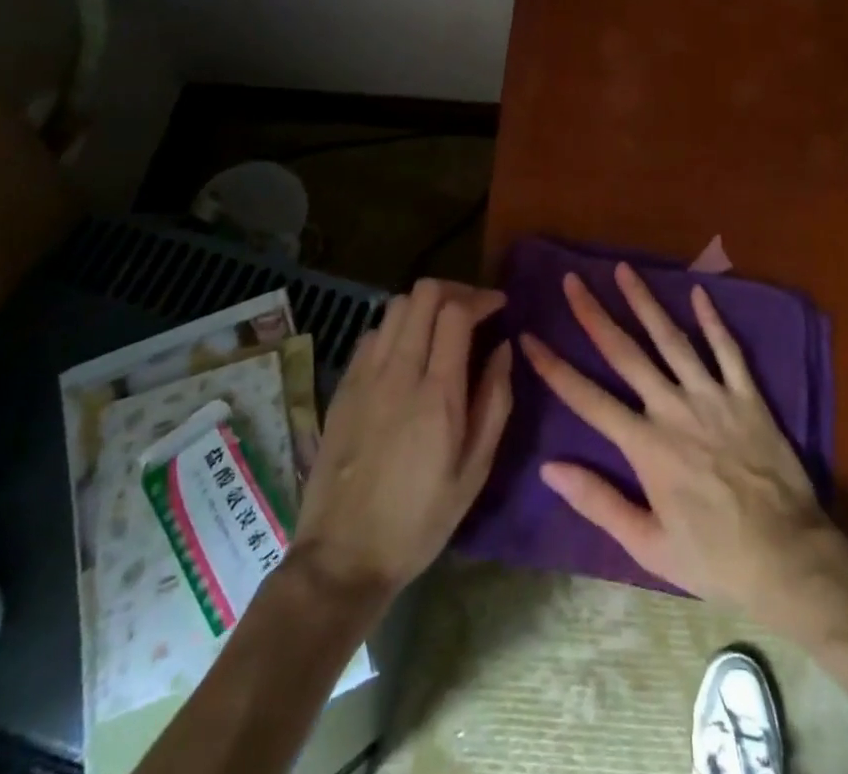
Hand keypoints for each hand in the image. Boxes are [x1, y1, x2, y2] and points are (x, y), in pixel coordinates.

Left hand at [292, 279, 512, 597]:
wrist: (343, 557)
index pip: (456, 312)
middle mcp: (397, 372)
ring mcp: (364, 376)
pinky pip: (373, 332)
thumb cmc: (420, 520)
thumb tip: (504, 349)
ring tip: (443, 328)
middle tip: (474, 311)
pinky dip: (397, 327)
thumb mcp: (475, 470)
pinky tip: (408, 353)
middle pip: (423, 294)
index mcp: (436, 393)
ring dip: (425, 305)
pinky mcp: (343, 387)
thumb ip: (495, 401)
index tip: (500, 306)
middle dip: (455, 291)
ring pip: (395, 306)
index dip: (481, 298)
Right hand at [520, 264, 835, 619]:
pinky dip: (713, 319)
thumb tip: (548, 468)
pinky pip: (728, 350)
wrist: (789, 558)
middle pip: (626, 353)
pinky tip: (699, 291)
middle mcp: (673, 409)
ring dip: (645, 302)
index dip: (554, 367)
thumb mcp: (648, 546)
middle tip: (573, 280)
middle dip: (595, 314)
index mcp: (645, 446)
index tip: (529, 337)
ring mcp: (712, 396)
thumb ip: (598, 502)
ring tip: (624, 269)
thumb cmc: (713, 558)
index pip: (588, 398)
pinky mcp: (747, 395)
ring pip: (672, 339)